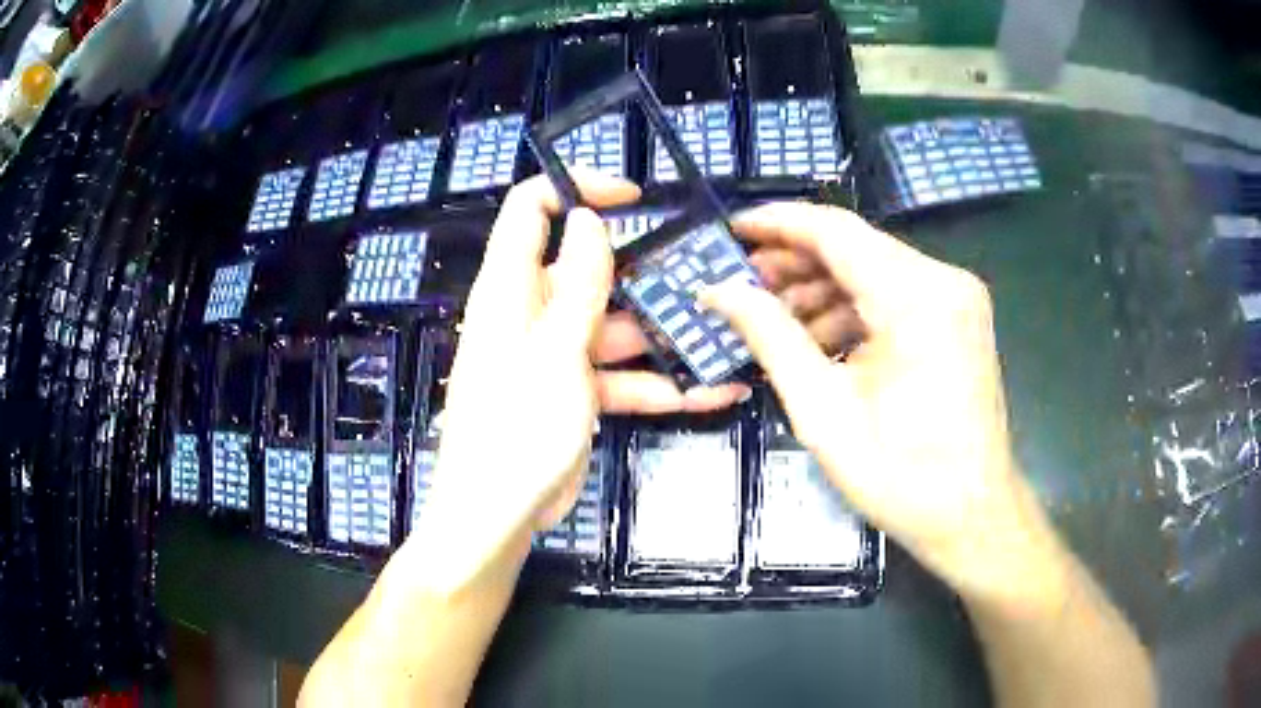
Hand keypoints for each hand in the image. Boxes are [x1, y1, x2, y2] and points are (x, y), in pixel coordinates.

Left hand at [416, 173, 745, 579]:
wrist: (499, 515)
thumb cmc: (516, 429)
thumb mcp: (554, 353)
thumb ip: (577, 286)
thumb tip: (587, 219)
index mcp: (511, 288)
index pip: (531, 211)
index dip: (576, 189)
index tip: (632, 199)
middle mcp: (533, 312)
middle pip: (590, 270)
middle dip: (646, 272)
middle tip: (703, 276)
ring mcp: (558, 354)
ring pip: (617, 327)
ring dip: (666, 334)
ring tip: (723, 332)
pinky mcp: (576, 392)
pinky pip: (623, 376)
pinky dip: (661, 384)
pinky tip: (713, 391)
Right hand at [701, 202, 1023, 591]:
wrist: (972, 515)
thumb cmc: (901, 475)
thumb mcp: (823, 410)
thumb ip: (769, 337)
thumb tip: (718, 290)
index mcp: (915, 296)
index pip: (834, 230)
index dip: (776, 224)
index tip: (730, 229)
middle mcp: (942, 280)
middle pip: (855, 247)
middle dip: (794, 263)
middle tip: (741, 284)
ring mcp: (956, 298)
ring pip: (873, 271)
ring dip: (822, 291)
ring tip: (771, 320)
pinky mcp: (957, 319)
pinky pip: (894, 297)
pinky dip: (853, 312)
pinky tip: (817, 341)